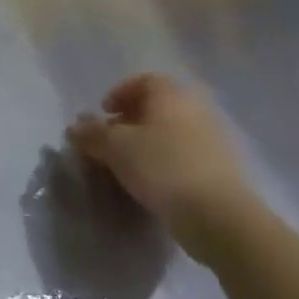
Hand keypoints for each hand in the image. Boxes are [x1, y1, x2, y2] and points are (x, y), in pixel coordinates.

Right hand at [67, 74, 263, 262]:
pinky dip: (165, 163)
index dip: (120, 93)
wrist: (220, 217)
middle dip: (131, 121)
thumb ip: (91, 133)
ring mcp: (214, 141)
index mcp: (172, 96)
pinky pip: (185, 156)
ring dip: (147, 144)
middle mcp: (196, 111)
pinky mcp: (222, 170)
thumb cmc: (162, 168)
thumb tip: (75, 128)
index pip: (144, 81)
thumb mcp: (114, 147)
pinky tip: (151, 184)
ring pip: (171, 133)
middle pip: (158, 107)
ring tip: (126, 165)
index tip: (104, 113)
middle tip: (110, 141)